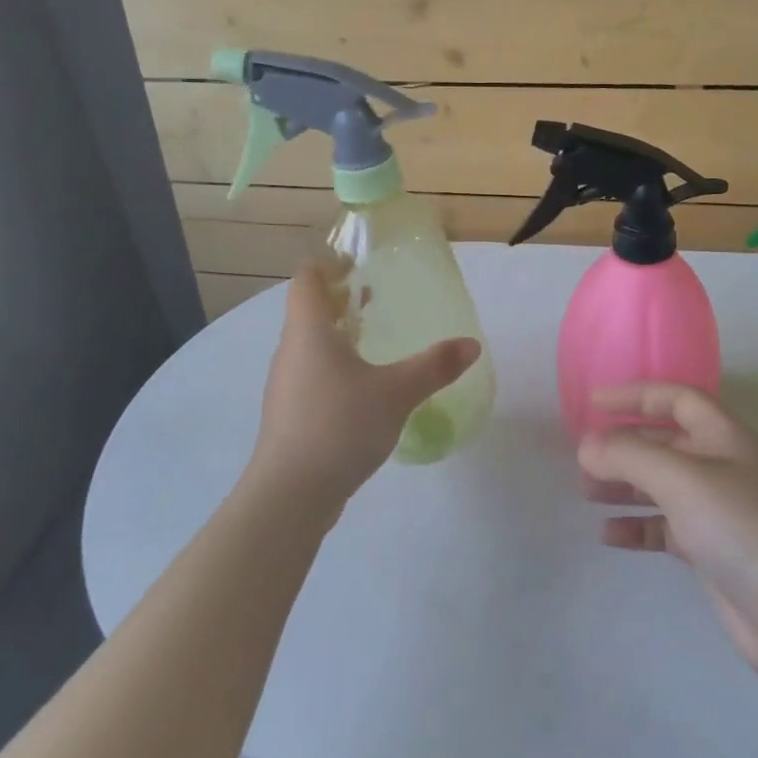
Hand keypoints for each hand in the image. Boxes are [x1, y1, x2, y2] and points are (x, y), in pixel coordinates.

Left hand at [249, 258, 480, 506]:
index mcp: (309, 331)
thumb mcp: (396, 393)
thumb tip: (472, 345)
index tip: (356, 263)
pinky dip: (334, 367)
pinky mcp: (290, 415)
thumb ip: (434, 366)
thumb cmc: (339, 425)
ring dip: (337, 335)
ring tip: (373, 339)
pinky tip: (362, 388)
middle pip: (308, 311)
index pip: (307, 280)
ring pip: (309, 346)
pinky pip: (311, 375)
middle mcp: (291, 351)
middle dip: (340, 300)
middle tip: (376, 297)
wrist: (291, 494)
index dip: (327, 265)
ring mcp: (286, 385)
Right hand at [580, 383, 757, 688]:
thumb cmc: (744, 529)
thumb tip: (586, 446)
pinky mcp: (714, 553)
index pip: (677, 398)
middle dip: (622, 447)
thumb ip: (629, 456)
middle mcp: (723, 467)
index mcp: (725, 437)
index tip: (593, 404)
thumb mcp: (682, 480)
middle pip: (665, 443)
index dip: (635, 396)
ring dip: (624, 485)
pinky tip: (609, 535)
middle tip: (582, 460)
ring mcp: (719, 512)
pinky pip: (665, 528)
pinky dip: (637, 527)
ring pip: (661, 486)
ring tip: (587, 493)